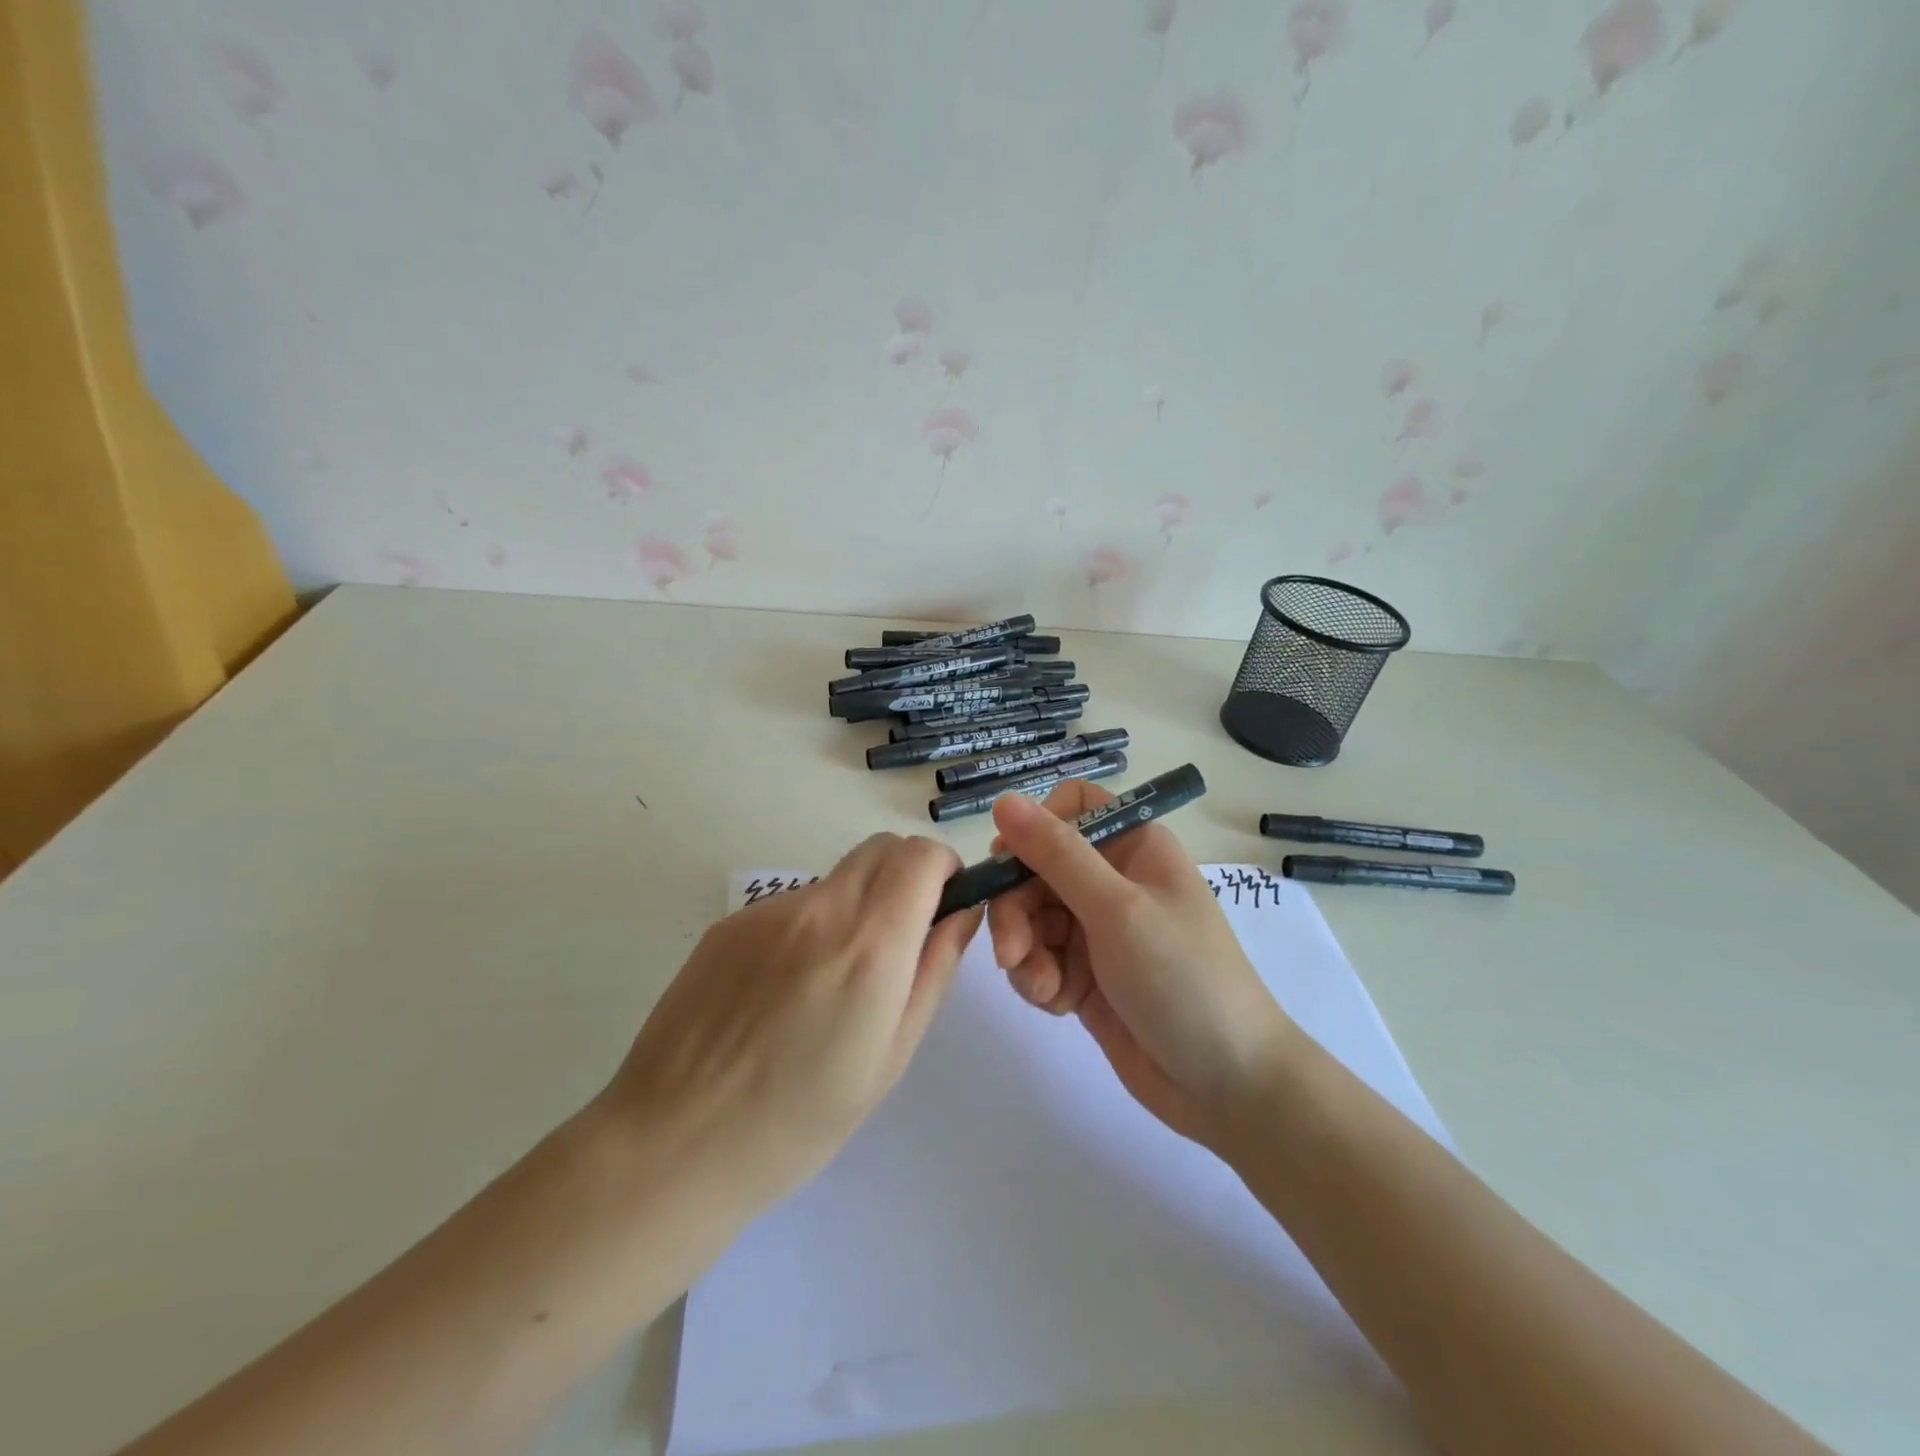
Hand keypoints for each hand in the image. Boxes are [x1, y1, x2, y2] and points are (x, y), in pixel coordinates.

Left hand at [598, 835, 981, 1213]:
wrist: (673, 1142)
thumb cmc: (800, 1119)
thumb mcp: (892, 1055)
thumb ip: (935, 969)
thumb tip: (963, 911)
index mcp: (869, 945)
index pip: (920, 854)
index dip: (943, 868)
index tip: (943, 905)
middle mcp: (820, 909)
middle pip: (881, 847)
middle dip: (907, 874)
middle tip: (901, 937)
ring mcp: (767, 911)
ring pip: (837, 877)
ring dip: (857, 903)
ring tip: (831, 981)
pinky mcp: (729, 923)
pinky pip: (792, 903)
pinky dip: (810, 925)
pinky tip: (782, 990)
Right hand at [986, 785, 1294, 1148]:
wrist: (1228, 1086)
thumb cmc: (1182, 979)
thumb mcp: (1117, 910)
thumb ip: (1056, 854)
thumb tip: (1003, 799)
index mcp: (1132, 846)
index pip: (1068, 809)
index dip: (1033, 831)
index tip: (1008, 867)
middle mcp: (1113, 878)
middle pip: (1036, 867)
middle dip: (1017, 909)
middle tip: (1011, 953)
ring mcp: (1098, 928)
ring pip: (1031, 916)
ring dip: (1025, 951)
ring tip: (1042, 988)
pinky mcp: (1085, 973)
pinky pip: (1040, 957)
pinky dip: (1039, 978)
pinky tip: (1057, 1004)